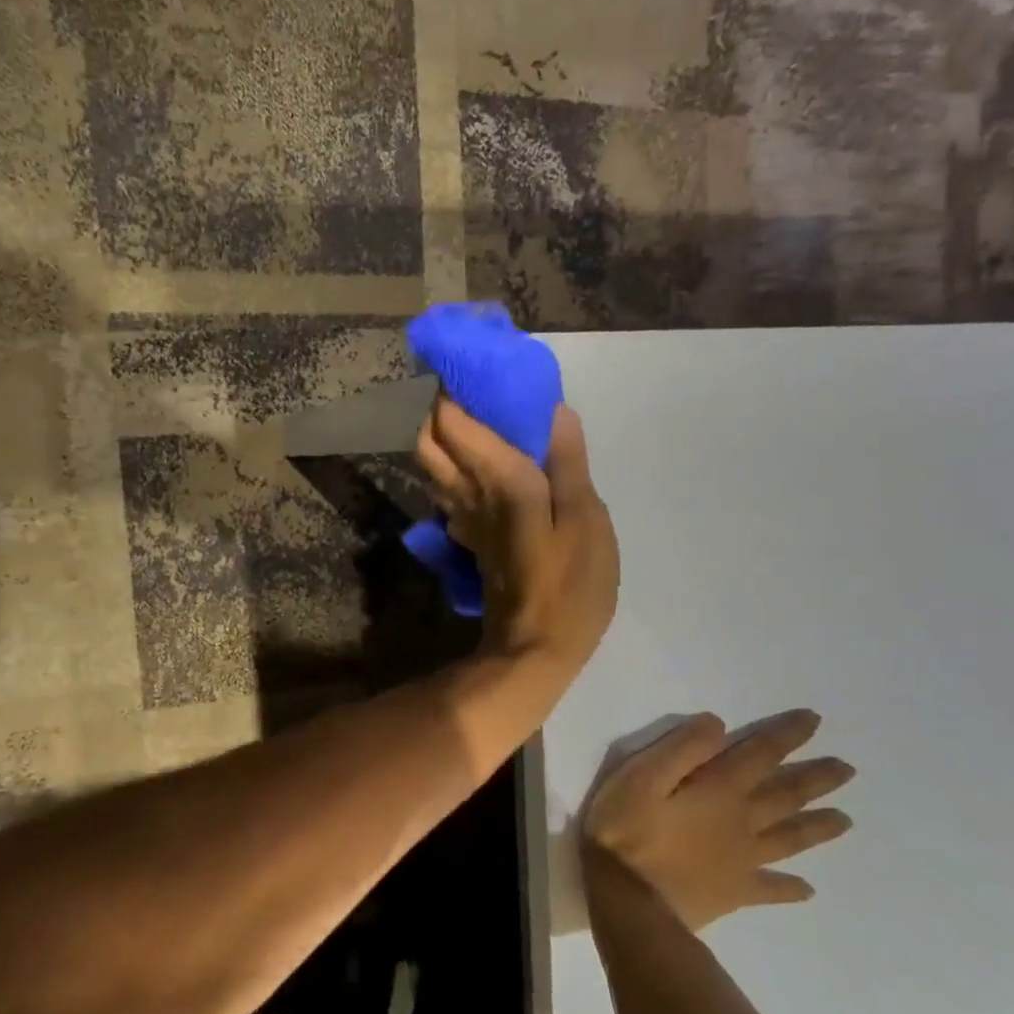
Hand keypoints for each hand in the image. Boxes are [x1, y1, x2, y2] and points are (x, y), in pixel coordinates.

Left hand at [414, 399, 619, 679]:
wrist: (534, 650)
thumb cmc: (569, 586)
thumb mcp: (586, 521)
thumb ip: (568, 464)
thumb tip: (555, 411)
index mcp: (497, 480)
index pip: (452, 422)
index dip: (451, 388)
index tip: (469, 362)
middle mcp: (467, 494)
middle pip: (428, 441)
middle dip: (438, 407)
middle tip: (472, 388)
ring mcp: (462, 519)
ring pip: (433, 467)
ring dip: (443, 436)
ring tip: (479, 417)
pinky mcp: (468, 539)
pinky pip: (449, 491)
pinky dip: (456, 467)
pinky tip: (484, 465)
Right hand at [582, 711, 854, 933]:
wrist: (628, 901)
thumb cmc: (626, 829)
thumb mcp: (641, 775)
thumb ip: (682, 748)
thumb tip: (719, 725)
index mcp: (719, 790)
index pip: (760, 755)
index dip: (787, 736)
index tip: (815, 720)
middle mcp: (741, 822)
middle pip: (786, 796)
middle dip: (816, 778)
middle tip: (847, 769)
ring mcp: (742, 861)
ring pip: (789, 839)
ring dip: (818, 826)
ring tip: (846, 820)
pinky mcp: (733, 892)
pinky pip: (770, 889)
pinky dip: (791, 888)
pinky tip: (807, 889)